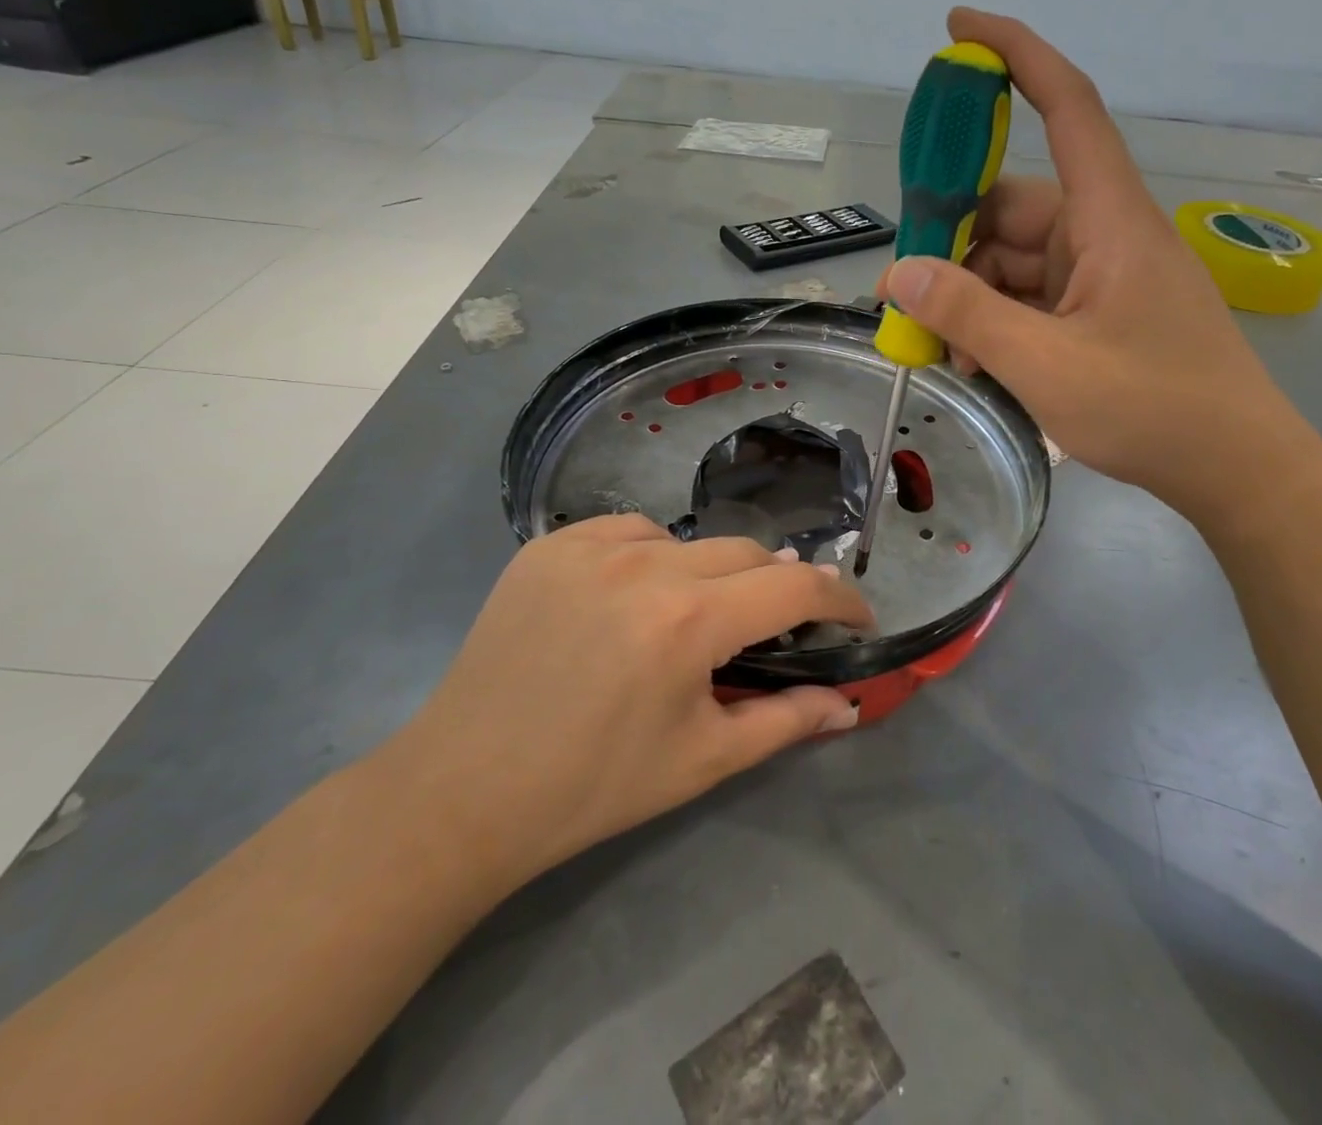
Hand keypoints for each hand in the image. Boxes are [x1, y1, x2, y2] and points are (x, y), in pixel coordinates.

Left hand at [376, 515, 872, 896]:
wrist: (465, 790)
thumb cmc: (594, 786)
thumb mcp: (702, 759)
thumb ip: (787, 721)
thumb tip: (850, 704)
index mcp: (689, 621)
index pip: (794, 585)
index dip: (840, 598)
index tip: (857, 617)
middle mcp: (645, 564)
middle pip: (746, 553)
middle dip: (776, 586)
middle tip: (775, 627)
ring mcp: (590, 545)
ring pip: (688, 540)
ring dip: (710, 573)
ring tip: (693, 618)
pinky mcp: (549, 544)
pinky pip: (627, 530)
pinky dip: (650, 556)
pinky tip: (632, 596)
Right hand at [885, 7, 1316, 527]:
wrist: (1236, 470)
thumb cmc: (1154, 409)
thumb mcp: (1046, 365)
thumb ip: (968, 316)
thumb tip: (900, 273)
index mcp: (1109, 219)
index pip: (1066, 107)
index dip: (1015, 55)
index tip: (959, 28)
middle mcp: (1104, 233)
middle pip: (1013, 206)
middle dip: (955, 245)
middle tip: (908, 294)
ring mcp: (1102, 275)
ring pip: (1014, 260)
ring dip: (972, 298)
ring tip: (946, 354)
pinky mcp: (1100, 311)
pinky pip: (1032, 296)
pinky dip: (998, 321)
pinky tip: (978, 364)